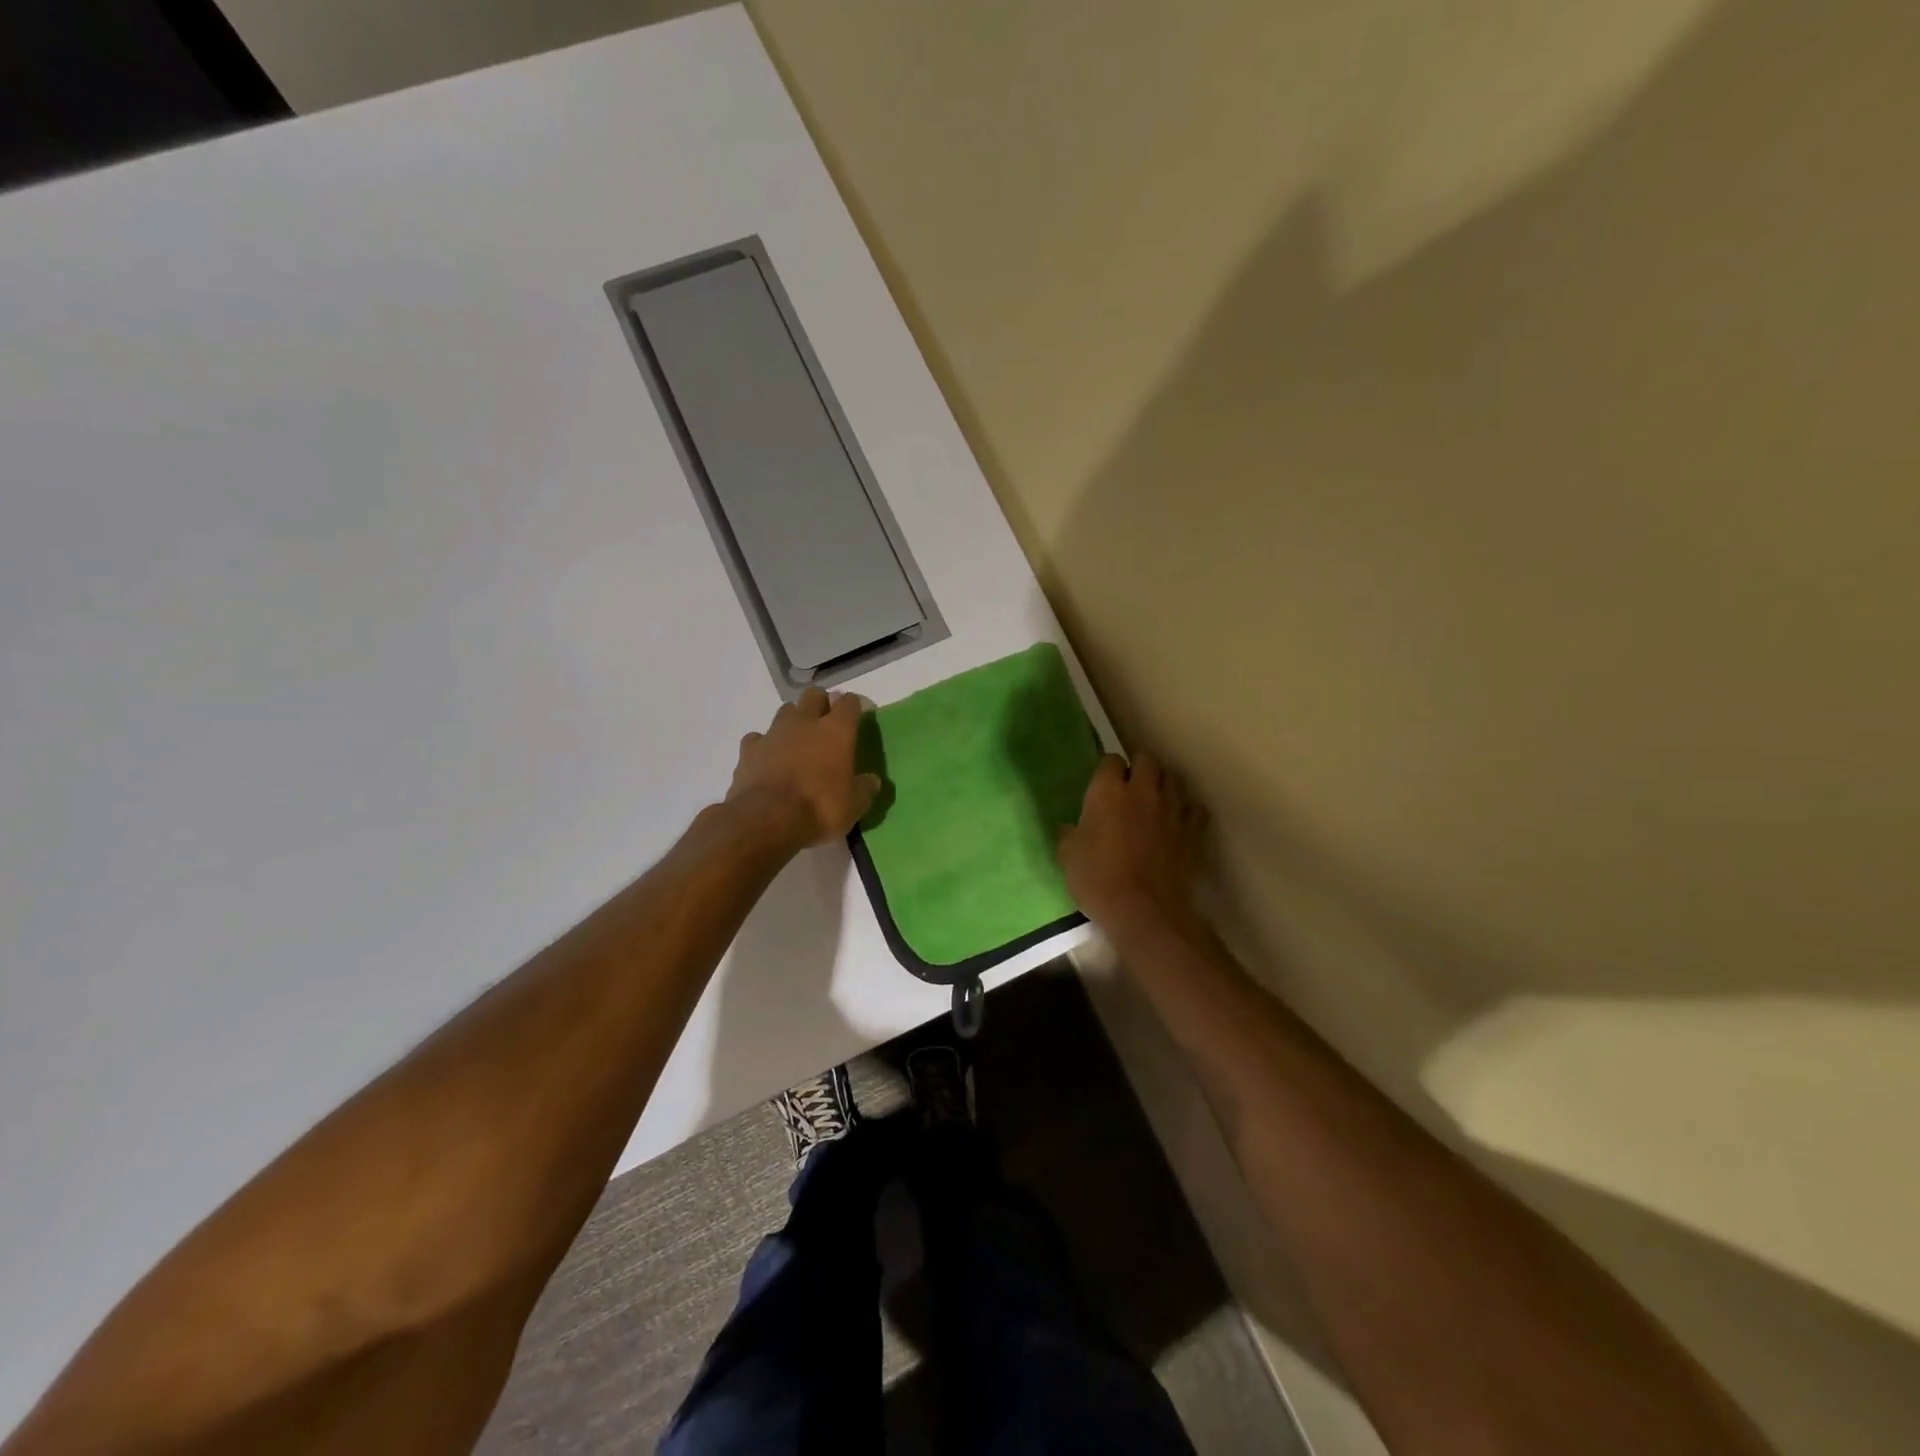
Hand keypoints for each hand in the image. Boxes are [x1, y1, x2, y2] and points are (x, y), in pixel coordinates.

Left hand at [726, 688, 881, 847]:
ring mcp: (773, 733)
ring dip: (793, 720)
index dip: (854, 706)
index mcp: (836, 731)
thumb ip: (864, 788)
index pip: (849, 703)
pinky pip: (758, 738)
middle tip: (826, 724)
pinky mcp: (748, 750)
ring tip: (797, 740)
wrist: (767, 820)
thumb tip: (872, 781)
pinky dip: (764, 744)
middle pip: (814, 695)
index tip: (856, 717)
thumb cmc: (820, 809)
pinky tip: (768, 758)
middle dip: (821, 703)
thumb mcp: (854, 805)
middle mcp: (805, 722)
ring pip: (785, 711)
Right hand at [1057, 752, 1208, 931]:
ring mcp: (1172, 809)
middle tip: (1130, 785)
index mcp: (1108, 791)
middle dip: (1139, 768)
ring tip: (1155, 799)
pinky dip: (1188, 811)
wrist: (1144, 911)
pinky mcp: (1193, 831)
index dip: (1107, 769)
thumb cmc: (1098, 880)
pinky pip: (1195, 809)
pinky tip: (1180, 821)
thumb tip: (1069, 829)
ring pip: (1173, 779)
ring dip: (1164, 785)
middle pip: (1147, 760)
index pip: (1111, 759)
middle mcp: (1142, 791)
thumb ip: (1069, 836)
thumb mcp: (1068, 858)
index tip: (1103, 783)